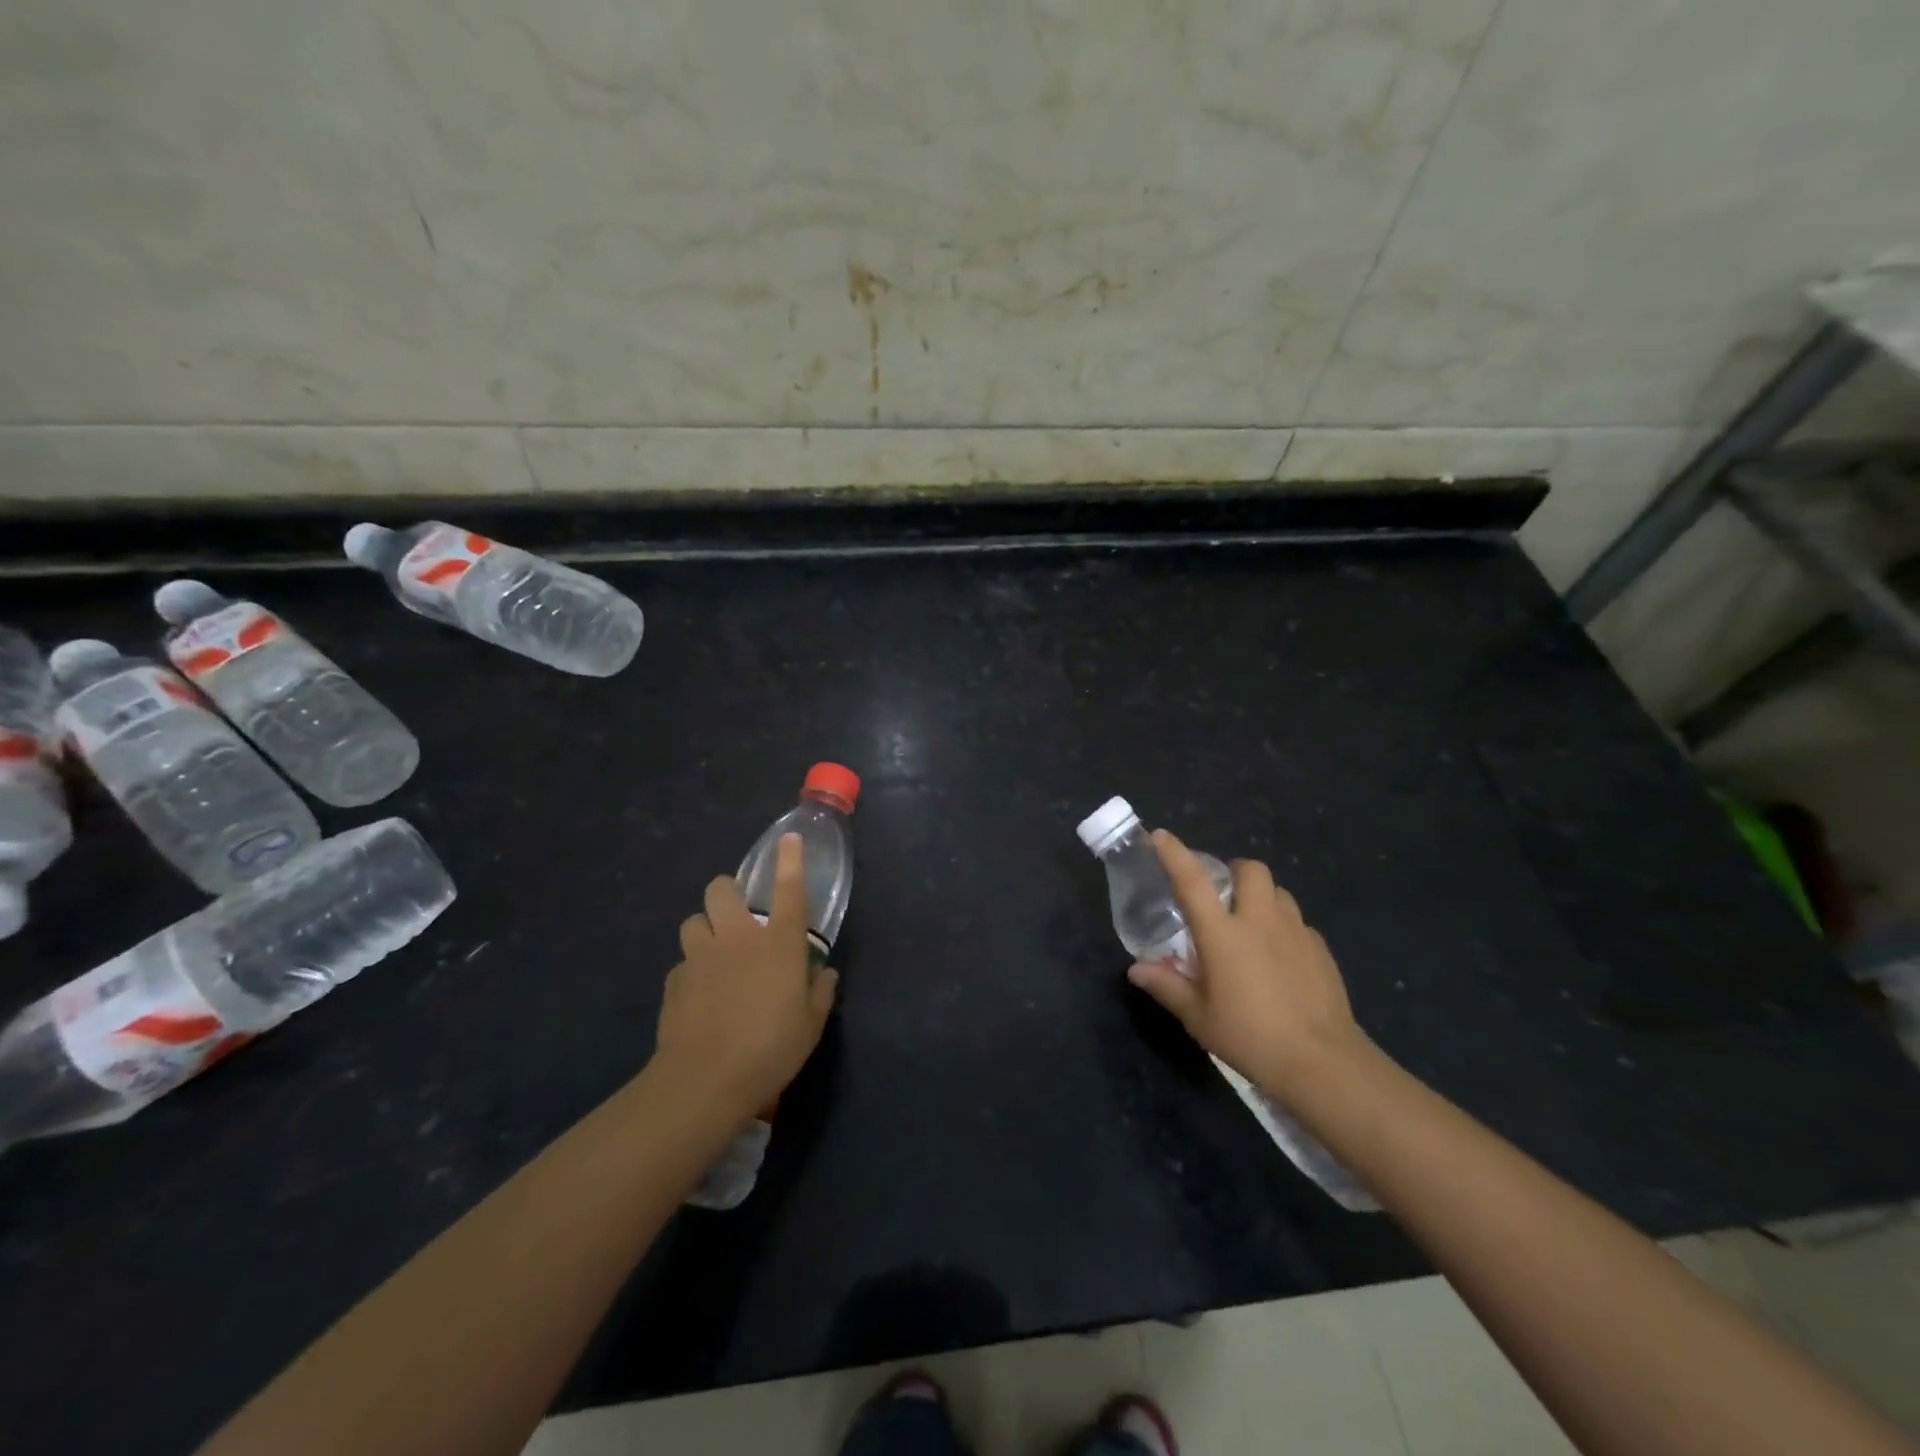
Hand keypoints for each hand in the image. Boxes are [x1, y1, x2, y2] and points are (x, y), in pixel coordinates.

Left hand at [653, 834, 838, 1127]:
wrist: (705, 1080)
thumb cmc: (771, 1049)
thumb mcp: (811, 1025)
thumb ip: (819, 992)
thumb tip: (823, 973)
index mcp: (778, 943)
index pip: (789, 890)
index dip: (790, 860)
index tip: (788, 839)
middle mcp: (738, 937)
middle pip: (721, 890)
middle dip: (727, 892)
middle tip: (737, 914)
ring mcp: (701, 956)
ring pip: (693, 921)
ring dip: (705, 930)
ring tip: (714, 953)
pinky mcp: (674, 980)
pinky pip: (682, 962)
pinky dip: (692, 969)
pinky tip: (699, 994)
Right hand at [1127, 830, 1364, 1099]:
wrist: (1322, 1063)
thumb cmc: (1250, 1037)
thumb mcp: (1199, 1017)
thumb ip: (1167, 987)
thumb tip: (1137, 970)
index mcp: (1223, 933)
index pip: (1193, 881)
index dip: (1174, 854)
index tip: (1160, 836)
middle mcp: (1259, 921)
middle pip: (1250, 869)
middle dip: (1233, 871)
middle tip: (1221, 896)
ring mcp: (1295, 932)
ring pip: (1278, 892)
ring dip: (1261, 898)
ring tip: (1251, 926)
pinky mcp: (1321, 950)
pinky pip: (1298, 923)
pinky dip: (1283, 928)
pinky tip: (1279, 958)